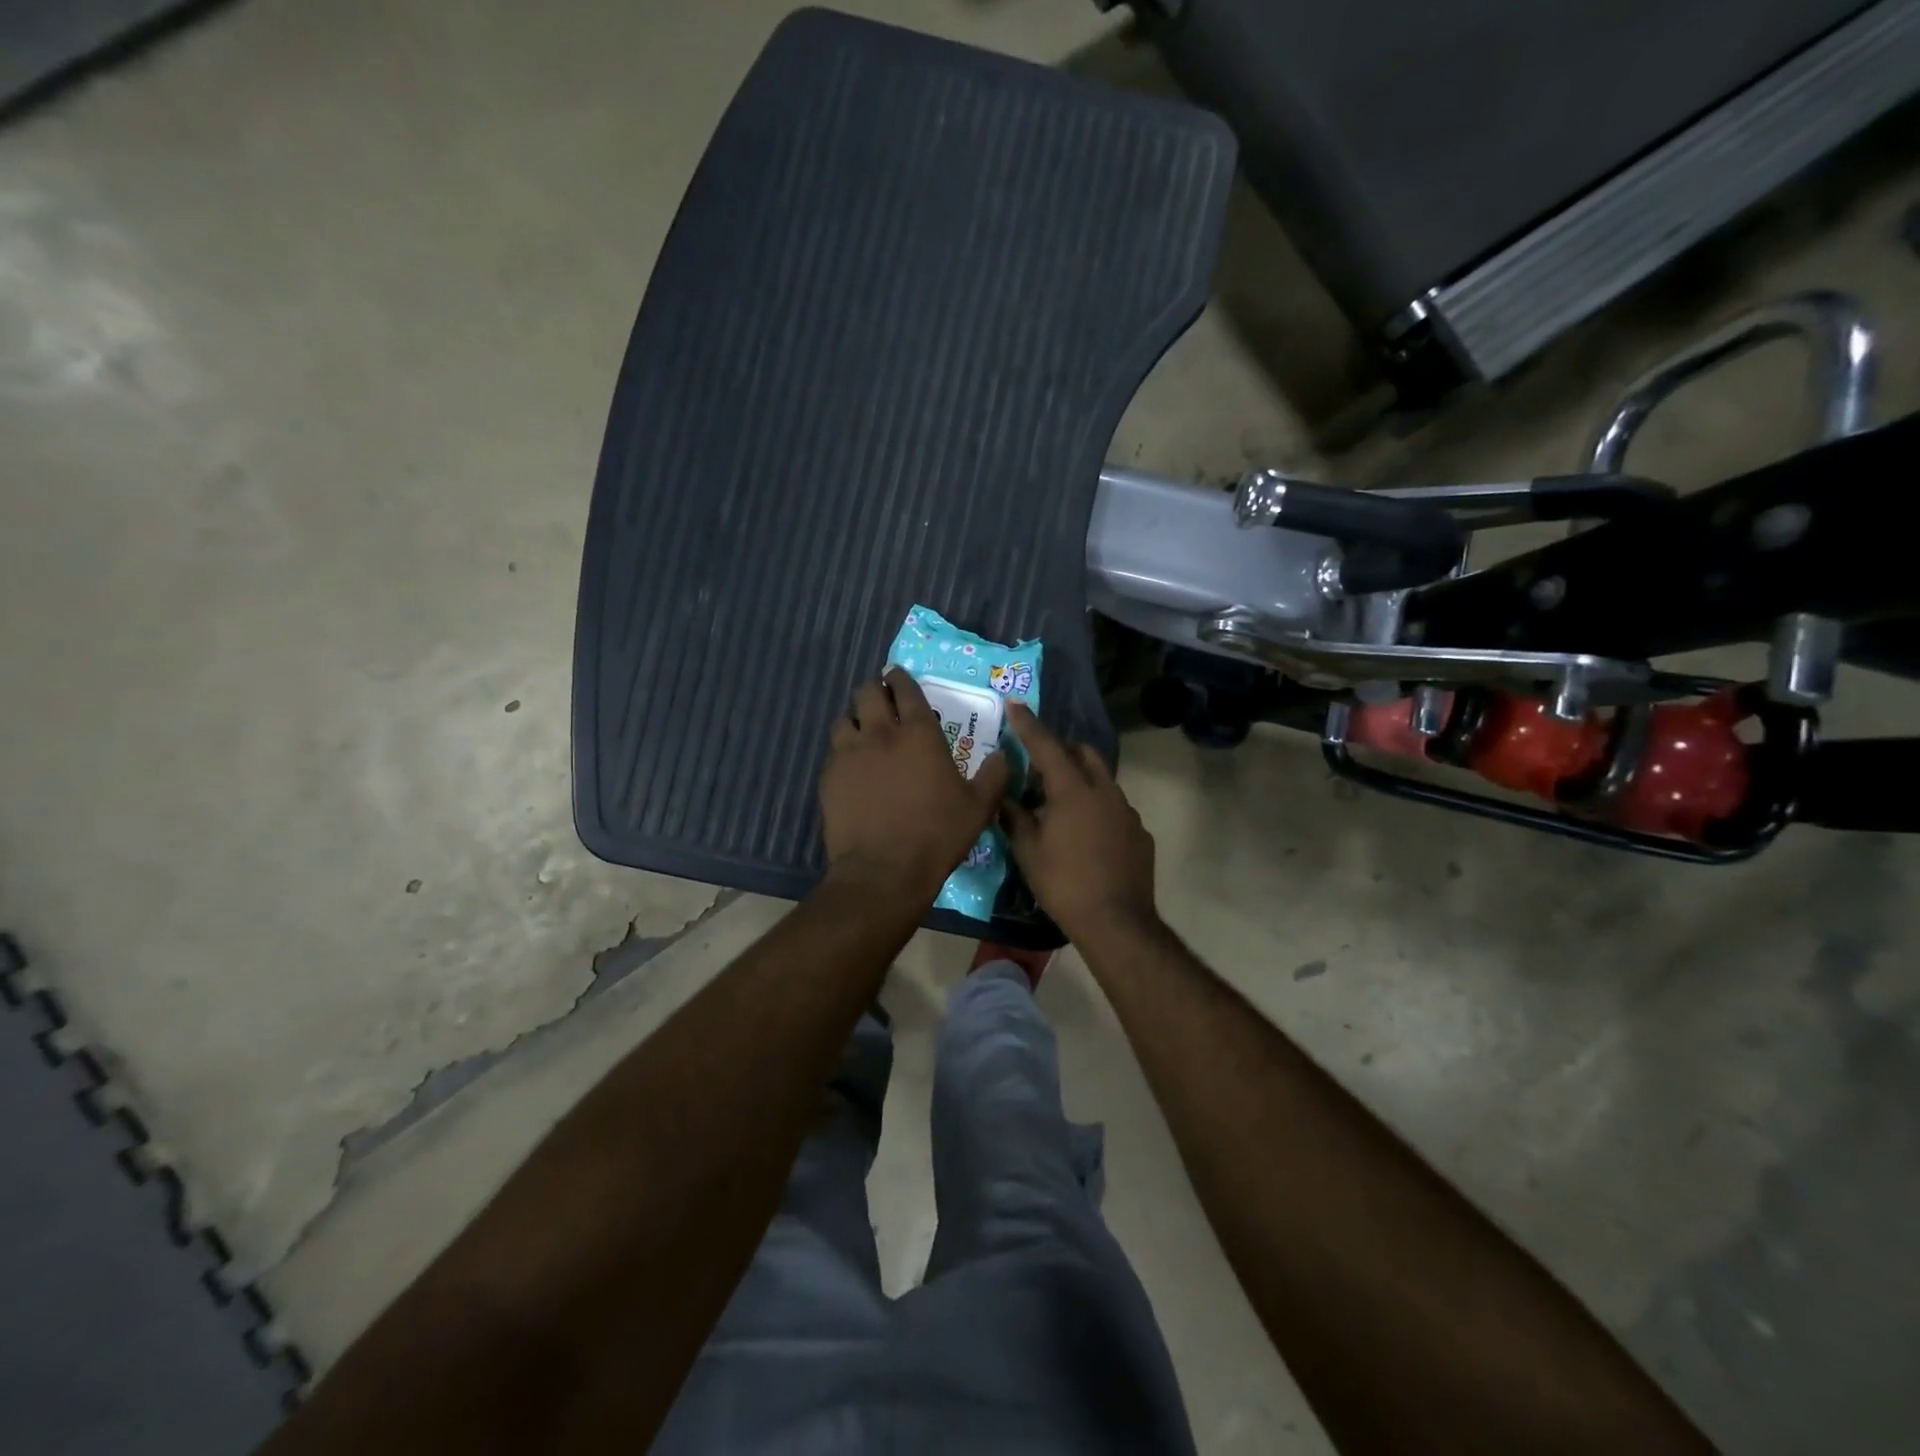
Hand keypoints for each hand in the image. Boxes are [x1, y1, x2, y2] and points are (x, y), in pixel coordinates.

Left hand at [819, 669, 1008, 902]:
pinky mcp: (829, 776)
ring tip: (863, 733)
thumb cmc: (937, 835)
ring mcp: (850, 753)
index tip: (898, 676)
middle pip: (867, 692)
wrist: (884, 871)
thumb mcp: (979, 807)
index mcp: (918, 733)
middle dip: (875, 690)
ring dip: (855, 720)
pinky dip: (843, 751)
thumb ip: (993, 776)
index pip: (905, 689)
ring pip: (845, 719)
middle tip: (882, 700)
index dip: (901, 678)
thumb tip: (1004, 755)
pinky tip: (851, 767)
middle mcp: (880, 733)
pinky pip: (833, 751)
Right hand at [1000, 703, 1157, 942]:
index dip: (1028, 724)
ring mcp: (1127, 812)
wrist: (1116, 921)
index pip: (1046, 746)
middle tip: (1040, 765)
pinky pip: (1115, 809)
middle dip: (1062, 750)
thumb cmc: (1063, 883)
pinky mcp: (1140, 833)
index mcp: (1072, 790)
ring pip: (1102, 781)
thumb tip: (1003, 796)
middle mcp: (1104, 791)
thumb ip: (1015, 816)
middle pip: (1084, 754)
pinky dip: (1098, 810)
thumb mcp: (1028, 850)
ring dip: (1081, 781)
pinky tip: (1087, 836)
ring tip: (1061, 805)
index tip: (1015, 704)